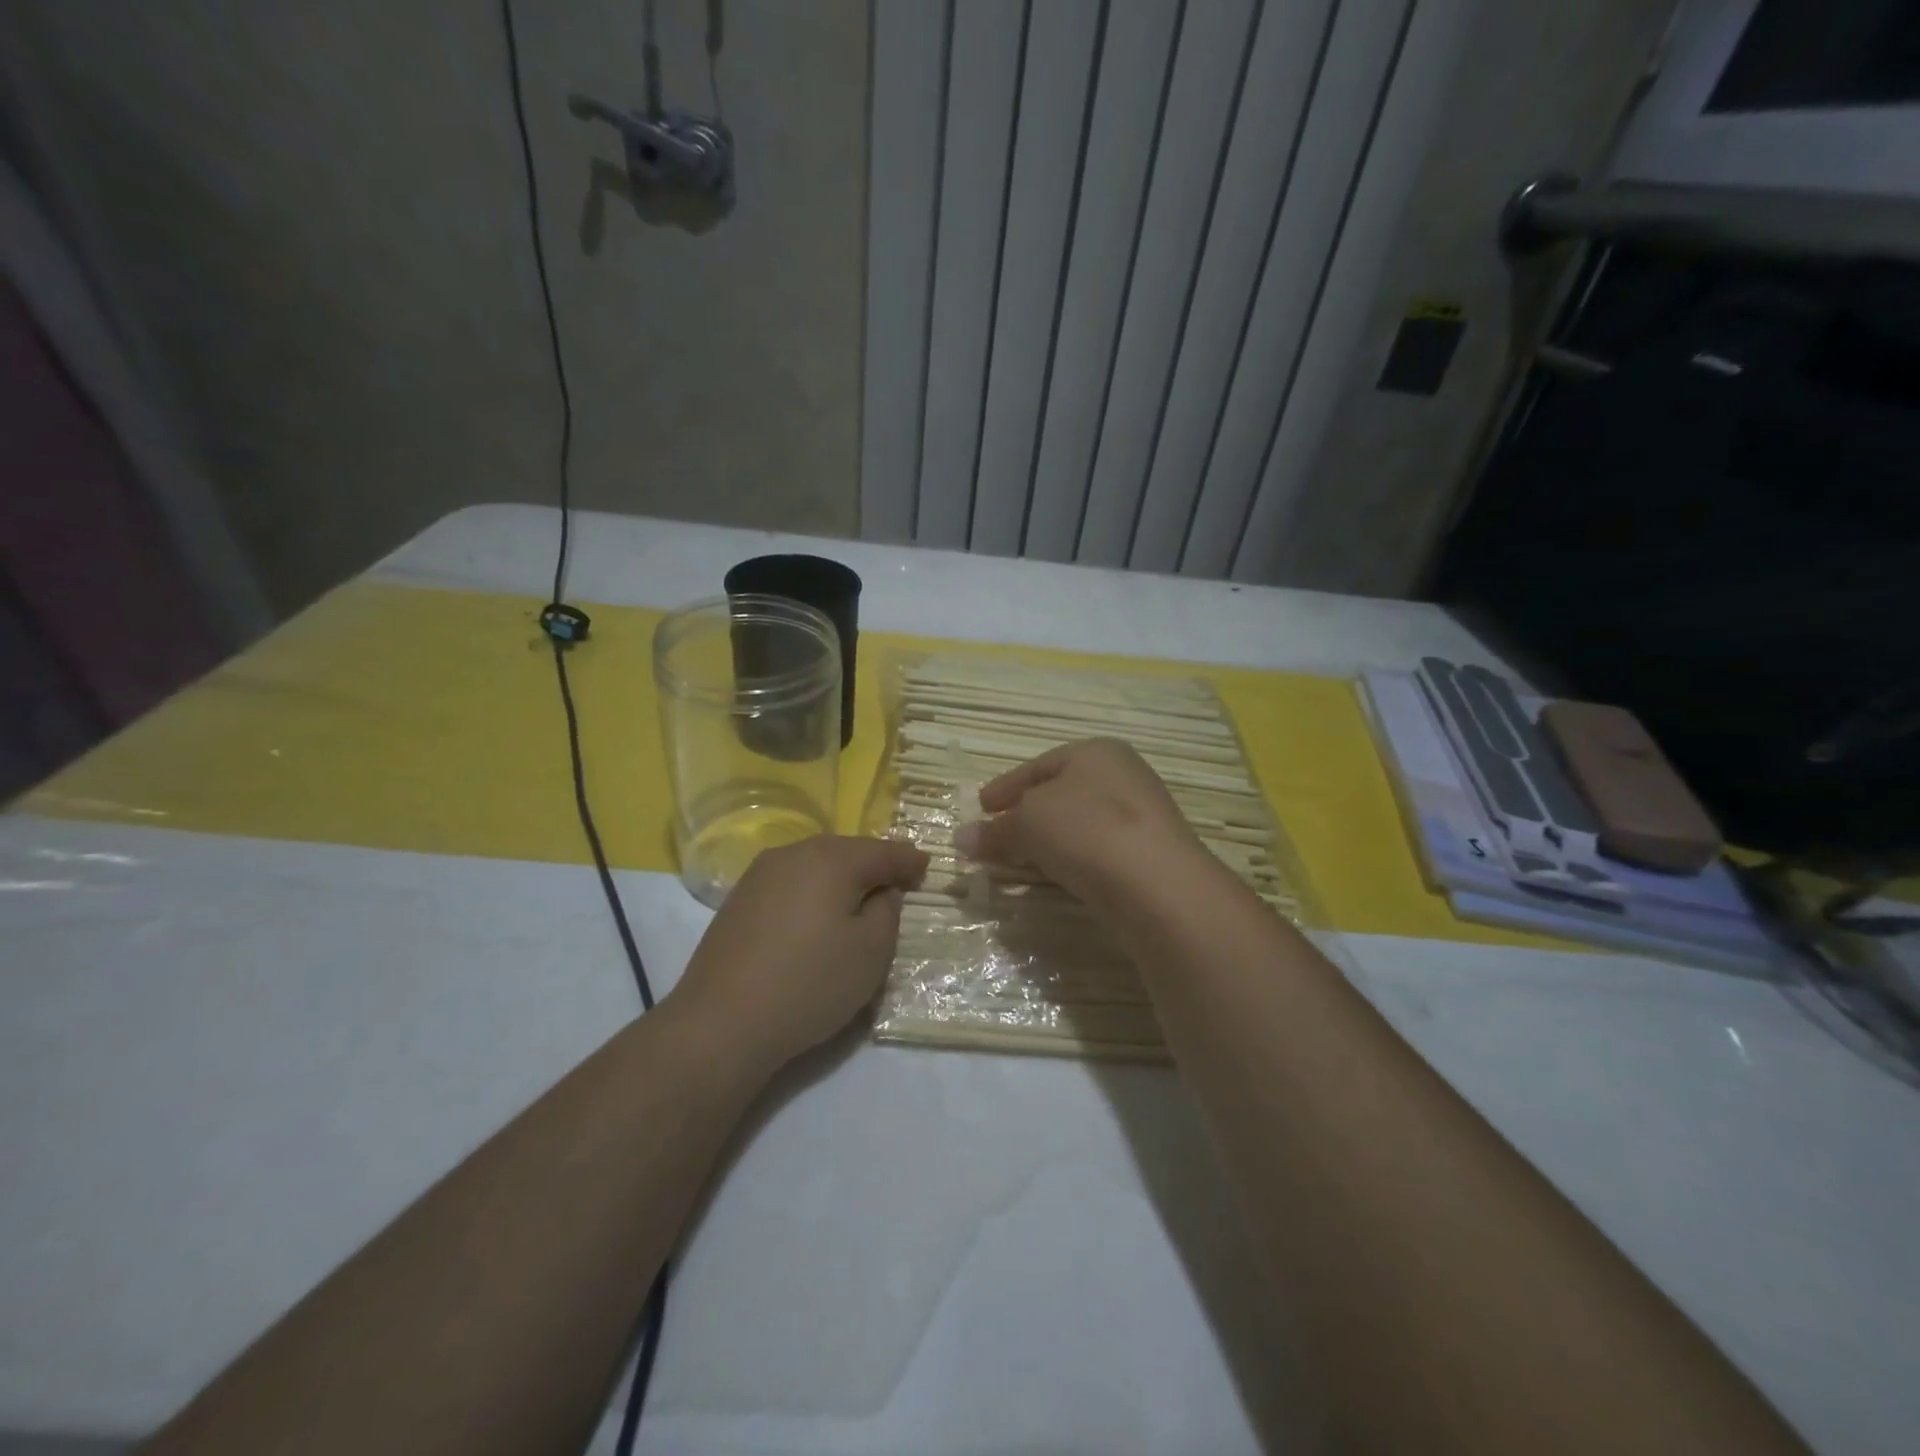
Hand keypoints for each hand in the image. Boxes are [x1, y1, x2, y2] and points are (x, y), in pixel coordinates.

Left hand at [669, 835, 928, 1073]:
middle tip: (898, 879)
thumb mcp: (870, 951)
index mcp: (830, 859)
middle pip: (846, 851)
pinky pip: (791, 883)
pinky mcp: (739, 901)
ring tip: (859, 896)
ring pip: (815, 864)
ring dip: (841, 876)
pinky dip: (812, 891)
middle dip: (874, 863)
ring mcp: (759, 876)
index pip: (882, 851)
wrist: (721, 1023)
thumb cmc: (810, 983)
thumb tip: (880, 892)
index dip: (908, 860)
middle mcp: (793, 854)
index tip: (927, 868)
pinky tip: (817, 914)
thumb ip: (887, 911)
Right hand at [955, 738, 1205, 905]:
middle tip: (998, 834)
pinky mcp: (1152, 852)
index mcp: (1095, 752)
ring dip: (1049, 839)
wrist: (1158, 884)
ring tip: (1023, 859)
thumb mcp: (1028, 823)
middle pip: (1060, 793)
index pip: (1038, 766)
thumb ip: (995, 830)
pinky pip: (1099, 848)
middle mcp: (1123, 775)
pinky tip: (1060, 875)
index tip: (981, 807)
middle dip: (1025, 814)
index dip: (1005, 787)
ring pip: (1080, 822)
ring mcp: (1142, 814)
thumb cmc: (1086, 831)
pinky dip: (1074, 857)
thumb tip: (961, 839)